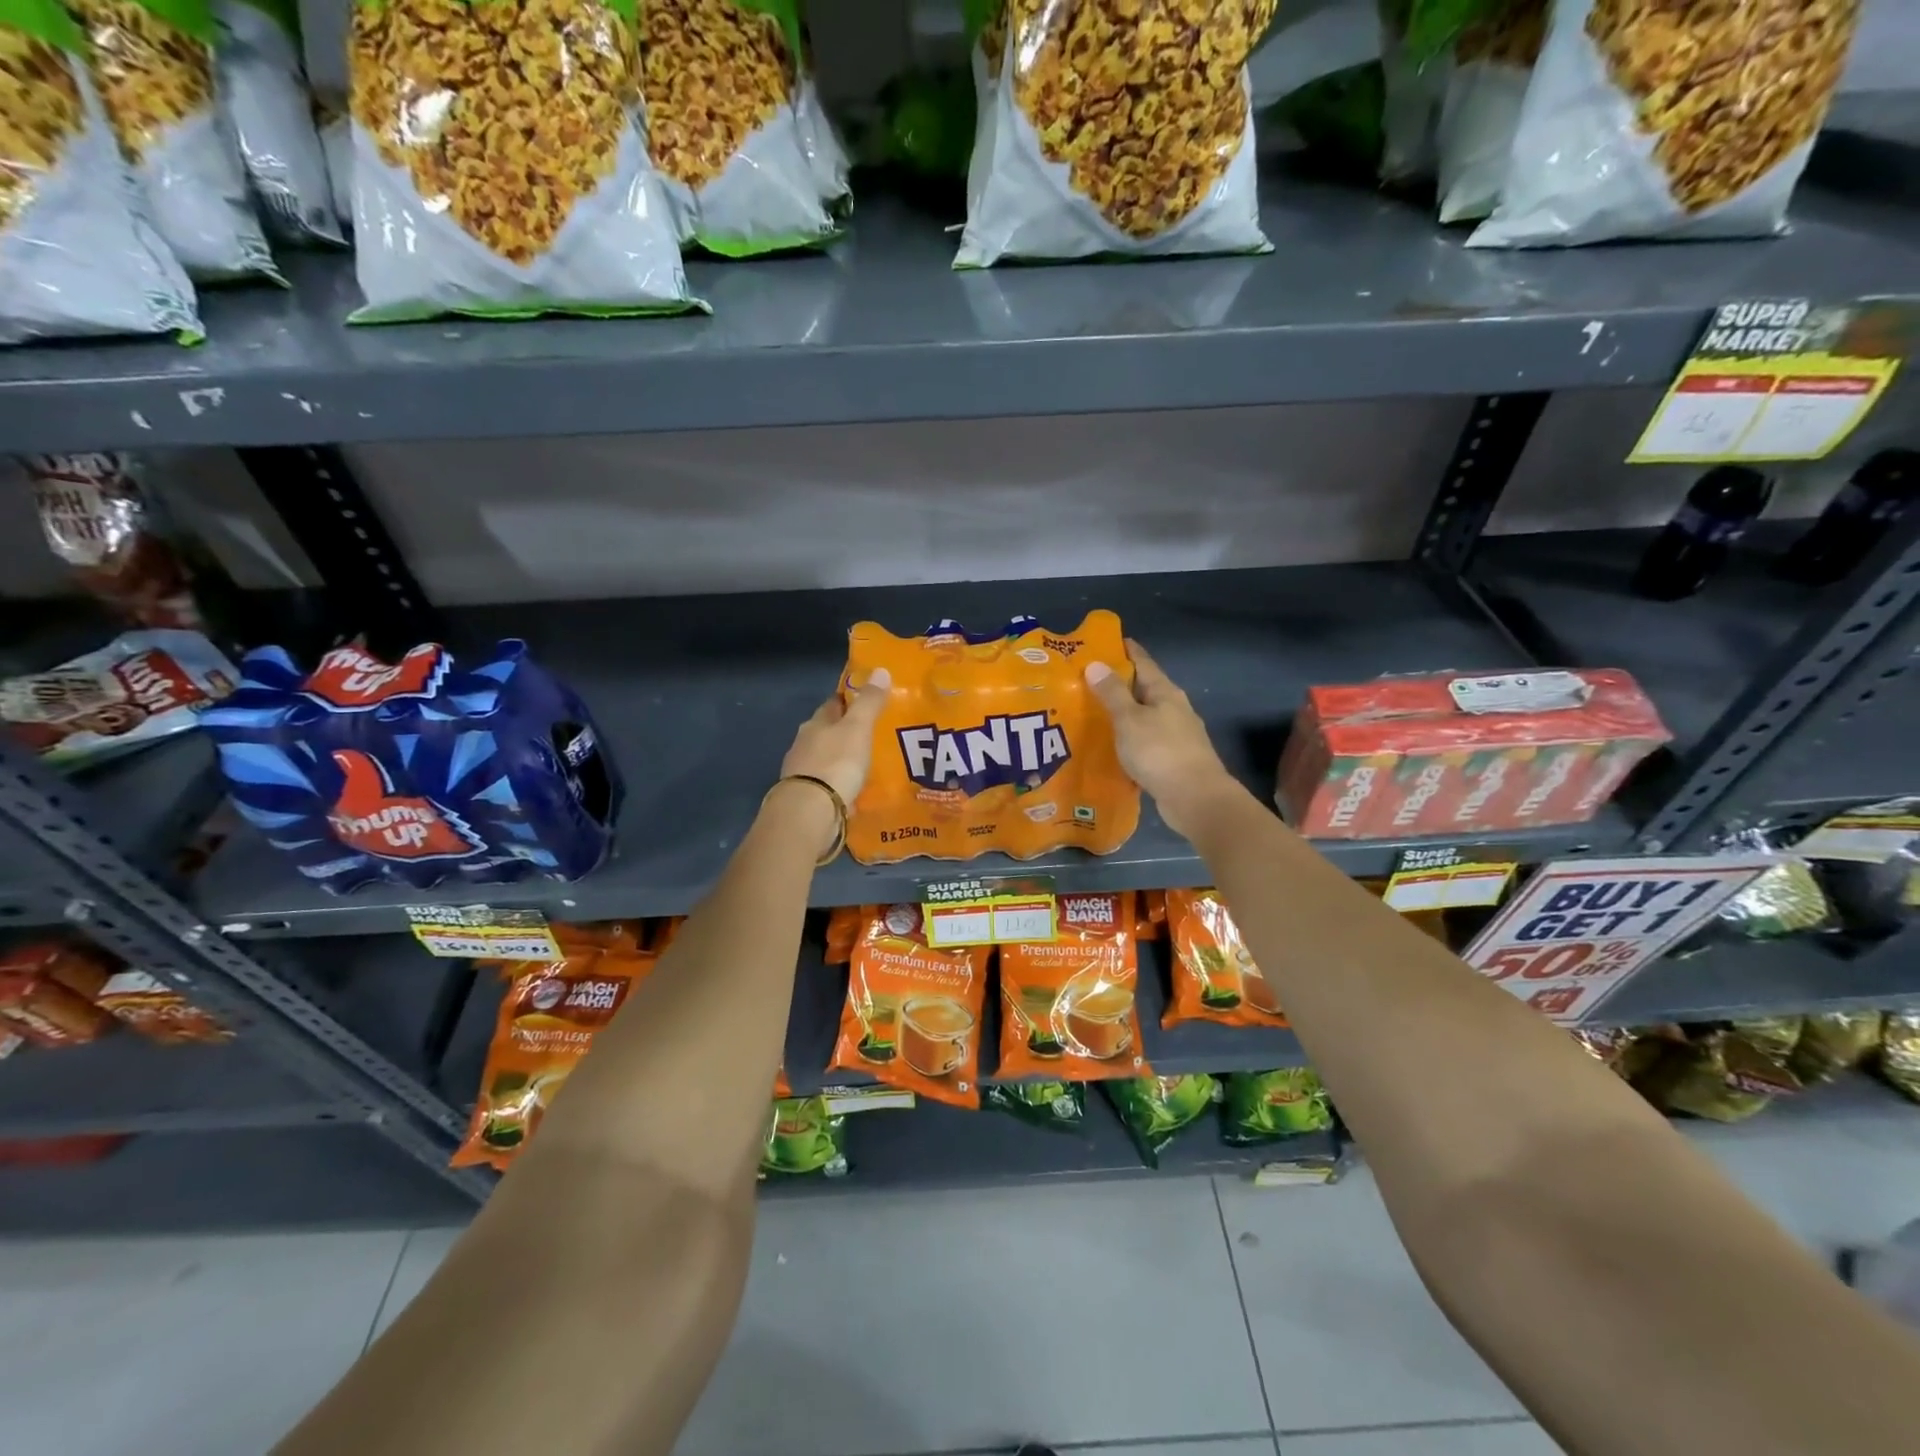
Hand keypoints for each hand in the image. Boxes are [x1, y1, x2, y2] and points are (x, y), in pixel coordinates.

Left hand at [780, 667, 892, 807]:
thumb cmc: (836, 762)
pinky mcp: (809, 796)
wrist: (810, 811)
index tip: (866, 699)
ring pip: (827, 757)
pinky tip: (855, 788)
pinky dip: (840, 782)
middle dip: (846, 731)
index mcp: (816, 723)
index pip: (833, 704)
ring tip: (867, 762)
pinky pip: (829, 783)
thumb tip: (880, 670)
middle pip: (828, 731)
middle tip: (872, 733)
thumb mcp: (858, 728)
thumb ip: (869, 702)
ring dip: (843, 758)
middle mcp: (805, 744)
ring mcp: (804, 771)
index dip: (849, 700)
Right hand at [1084, 641, 1238, 839]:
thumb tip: (1096, 663)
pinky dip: (1129, 738)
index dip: (1125, 650)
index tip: (1103, 642)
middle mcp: (1174, 708)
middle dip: (1118, 683)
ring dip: (1123, 713)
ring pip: (1144, 716)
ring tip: (1093, 713)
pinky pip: (1145, 740)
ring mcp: (1176, 734)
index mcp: (1165, 692)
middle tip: (1086, 681)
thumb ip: (1112, 693)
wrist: (1195, 798)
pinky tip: (1112, 745)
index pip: (1143, 661)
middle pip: (1143, 688)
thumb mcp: (1129, 719)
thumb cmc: (1160, 752)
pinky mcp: (1172, 759)